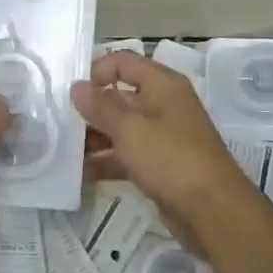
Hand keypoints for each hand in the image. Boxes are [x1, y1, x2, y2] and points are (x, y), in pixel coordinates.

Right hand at [71, 52, 265, 243]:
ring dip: (94, 138)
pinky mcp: (160, 165)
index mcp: (162, 85)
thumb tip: (77, 87)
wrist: (213, 210)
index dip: (97, 71)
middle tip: (60, 125)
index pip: (124, 62)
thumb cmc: (171, 158)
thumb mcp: (130, 128)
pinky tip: (81, 175)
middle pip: (120, 96)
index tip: (72, 93)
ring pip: (122, 128)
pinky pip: (127, 155)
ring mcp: (163, 136)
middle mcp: (163, 105)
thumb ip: (100, 106)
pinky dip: (106, 162)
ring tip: (64, 152)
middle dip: (90, 109)